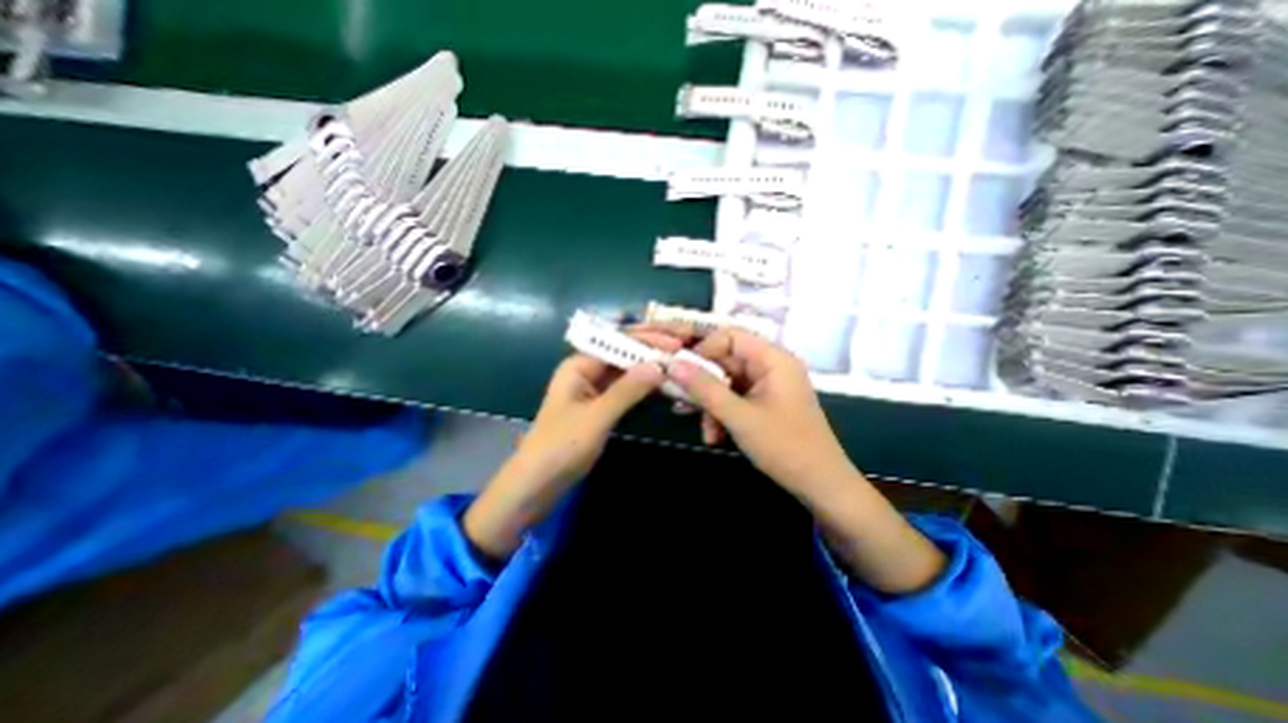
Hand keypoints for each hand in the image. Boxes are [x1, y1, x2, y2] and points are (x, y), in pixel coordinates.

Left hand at [467, 328, 684, 558]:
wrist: (536, 485)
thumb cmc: (561, 447)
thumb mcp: (597, 417)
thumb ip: (628, 390)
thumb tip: (659, 365)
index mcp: (578, 365)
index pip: (616, 342)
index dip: (646, 340)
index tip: (676, 344)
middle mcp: (585, 371)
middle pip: (622, 353)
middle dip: (650, 350)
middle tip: (682, 350)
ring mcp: (593, 389)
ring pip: (625, 371)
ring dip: (649, 368)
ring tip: (678, 364)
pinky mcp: (599, 406)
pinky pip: (624, 389)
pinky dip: (642, 386)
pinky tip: (662, 384)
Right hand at [664, 329, 853, 496]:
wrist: (820, 486)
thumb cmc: (785, 447)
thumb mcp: (739, 417)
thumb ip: (705, 389)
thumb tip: (673, 365)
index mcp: (773, 359)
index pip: (731, 336)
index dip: (704, 349)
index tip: (683, 370)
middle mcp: (770, 367)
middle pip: (726, 361)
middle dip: (703, 385)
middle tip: (681, 400)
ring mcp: (767, 386)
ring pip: (726, 383)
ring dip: (711, 405)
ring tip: (706, 431)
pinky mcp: (764, 404)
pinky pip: (734, 399)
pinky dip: (721, 415)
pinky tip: (713, 436)